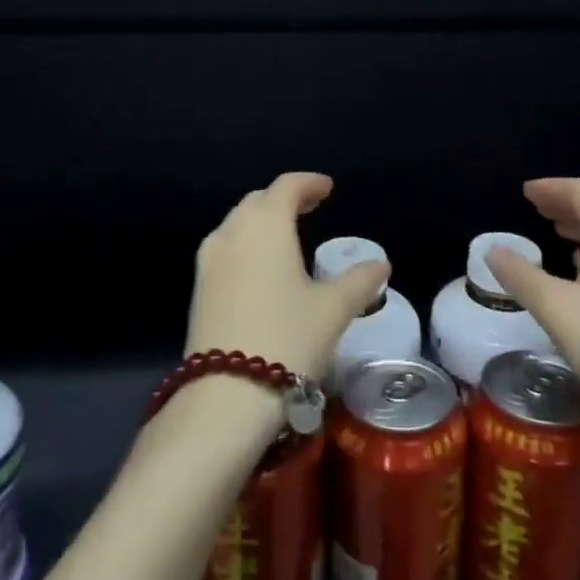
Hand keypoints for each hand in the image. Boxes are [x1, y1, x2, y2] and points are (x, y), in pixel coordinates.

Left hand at [184, 173, 389, 383]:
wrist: (226, 395)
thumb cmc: (288, 338)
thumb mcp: (333, 310)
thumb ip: (359, 281)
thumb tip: (380, 264)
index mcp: (266, 224)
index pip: (286, 186)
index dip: (308, 183)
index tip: (327, 188)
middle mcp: (232, 231)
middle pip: (258, 201)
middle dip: (284, 199)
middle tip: (310, 207)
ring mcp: (209, 260)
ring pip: (237, 224)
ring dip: (262, 222)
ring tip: (286, 236)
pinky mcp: (199, 288)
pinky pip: (225, 249)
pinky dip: (246, 245)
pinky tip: (261, 269)